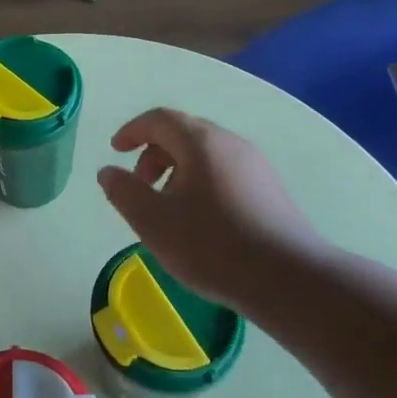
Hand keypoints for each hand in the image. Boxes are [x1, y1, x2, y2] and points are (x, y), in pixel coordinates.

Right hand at [97, 108, 319, 305]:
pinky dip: (201, 182)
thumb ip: (124, 192)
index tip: (115, 150)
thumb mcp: (153, 222)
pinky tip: (200, 220)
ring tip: (168, 208)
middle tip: (140, 185)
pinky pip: (225, 171)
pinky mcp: (270, 189)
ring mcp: (256, 165)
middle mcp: (231, 143)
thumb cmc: (212, 245)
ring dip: (177, 170)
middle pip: (184, 133)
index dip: (133, 130)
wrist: (288, 278)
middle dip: (154, 153)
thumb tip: (108, 171)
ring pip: (206, 154)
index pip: (160, 118)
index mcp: (201, 142)